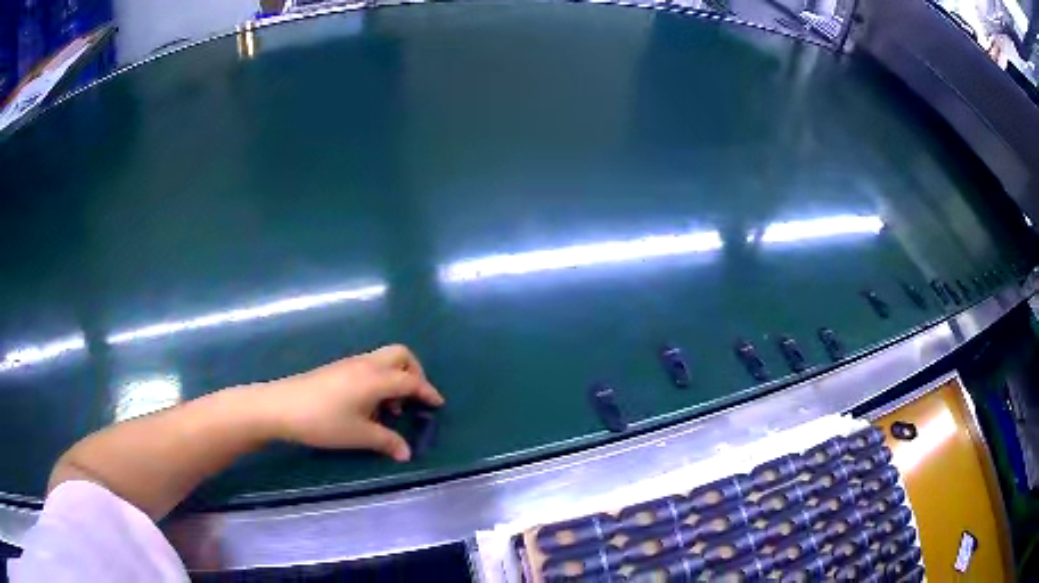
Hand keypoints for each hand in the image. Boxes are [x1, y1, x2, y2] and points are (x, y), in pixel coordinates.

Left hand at [258, 345, 444, 461]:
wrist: (281, 406)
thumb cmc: (323, 421)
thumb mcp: (358, 435)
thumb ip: (387, 441)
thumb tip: (407, 452)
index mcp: (376, 378)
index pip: (411, 380)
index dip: (427, 391)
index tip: (438, 404)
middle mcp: (366, 364)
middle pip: (400, 355)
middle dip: (414, 372)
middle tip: (415, 398)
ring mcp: (350, 364)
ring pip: (383, 360)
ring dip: (395, 378)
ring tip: (389, 409)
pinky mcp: (338, 369)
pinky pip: (369, 367)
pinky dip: (379, 380)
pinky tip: (368, 406)